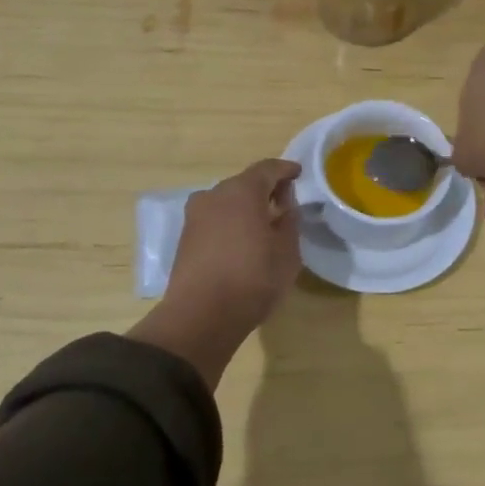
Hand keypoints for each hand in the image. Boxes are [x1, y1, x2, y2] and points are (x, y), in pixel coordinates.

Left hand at [167, 158, 302, 331]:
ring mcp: (195, 216)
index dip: (285, 170)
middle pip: (244, 183)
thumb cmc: (253, 279)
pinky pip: (215, 219)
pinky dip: (231, 222)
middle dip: (265, 189)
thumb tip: (285, 205)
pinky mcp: (185, 237)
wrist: (200, 316)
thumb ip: (289, 221)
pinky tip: (242, 240)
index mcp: (242, 191)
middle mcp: (214, 195)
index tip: (298, 174)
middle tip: (284, 203)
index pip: (267, 169)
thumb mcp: (287, 252)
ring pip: (227, 201)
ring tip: (263, 224)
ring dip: (245, 207)